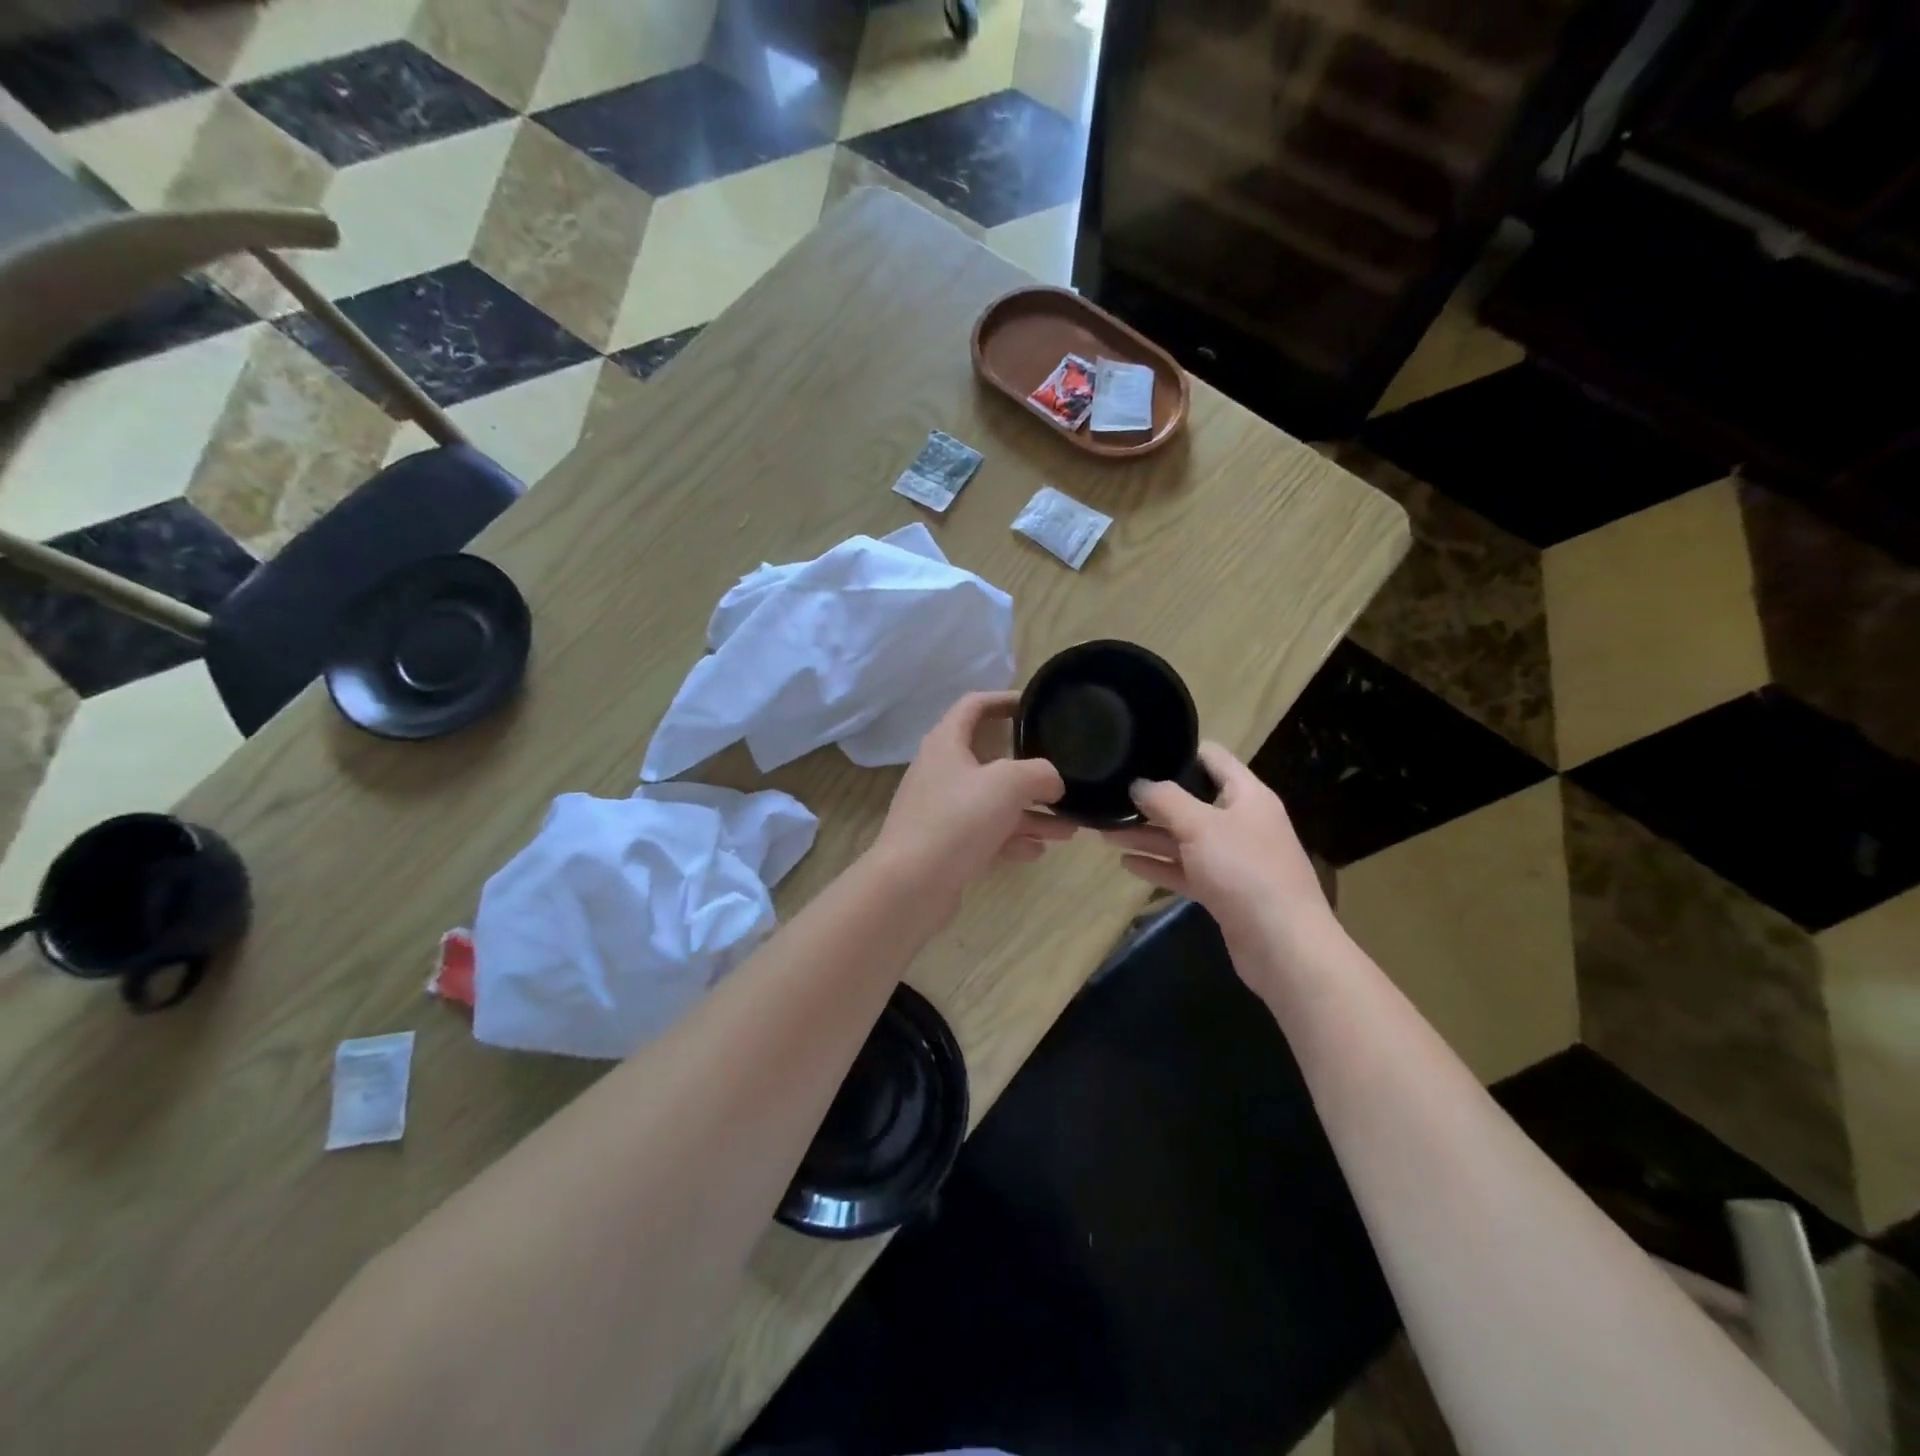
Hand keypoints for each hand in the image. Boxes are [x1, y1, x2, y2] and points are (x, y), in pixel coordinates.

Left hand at [870, 691, 1075, 910]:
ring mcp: (942, 811)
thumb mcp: (1007, 784)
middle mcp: (941, 772)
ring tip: (1068, 829)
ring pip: (994, 804)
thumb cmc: (957, 820)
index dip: (1003, 700)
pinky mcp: (946, 845)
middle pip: (991, 761)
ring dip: (1030, 814)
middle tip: (1063, 782)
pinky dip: (1011, 839)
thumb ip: (1039, 773)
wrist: (910, 885)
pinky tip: (1037, 852)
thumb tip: (1052, 781)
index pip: (974, 705)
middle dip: (1031, 774)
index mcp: (946, 743)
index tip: (1034, 705)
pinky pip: (986, 834)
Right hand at [1102, 742, 1334, 965]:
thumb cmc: (1245, 871)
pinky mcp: (1223, 890)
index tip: (1139, 752)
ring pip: (1183, 839)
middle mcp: (1241, 822)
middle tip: (1110, 797)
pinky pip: (1185, 870)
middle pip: (1191, 801)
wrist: (1283, 945)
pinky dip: (1158, 865)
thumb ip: (1165, 800)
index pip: (1212, 758)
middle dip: (1151, 800)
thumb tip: (1138, 783)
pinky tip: (1126, 863)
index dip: (1178, 751)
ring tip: (1104, 831)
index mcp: (1247, 795)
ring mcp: (1233, 859)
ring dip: (1147, 835)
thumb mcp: (1200, 826)